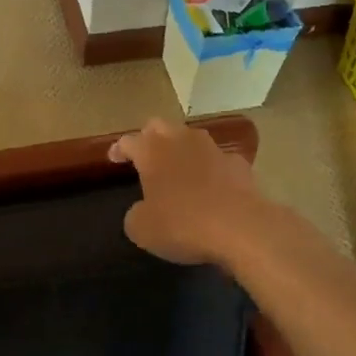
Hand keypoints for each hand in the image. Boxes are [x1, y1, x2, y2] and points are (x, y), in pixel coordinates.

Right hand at [110, 118, 267, 265]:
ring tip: (178, 168)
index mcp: (152, 151)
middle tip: (145, 155)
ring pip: (191, 138)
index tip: (114, 157)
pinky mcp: (239, 164)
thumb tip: (142, 209)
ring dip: (182, 149)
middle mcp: (181, 140)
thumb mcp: (142, 229)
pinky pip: (219, 160)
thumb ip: (136, 214)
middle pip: (159, 126)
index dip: (119, 149)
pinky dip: (212, 169)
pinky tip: (212, 186)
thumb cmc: (182, 224)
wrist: (241, 227)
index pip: (129, 140)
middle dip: (149, 137)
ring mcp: (213, 149)